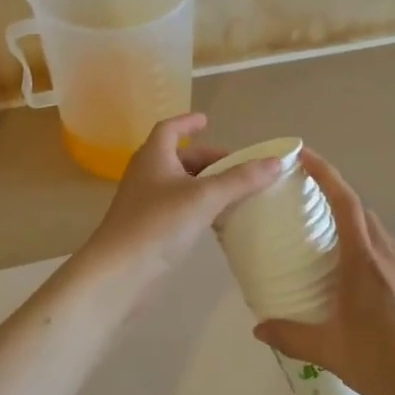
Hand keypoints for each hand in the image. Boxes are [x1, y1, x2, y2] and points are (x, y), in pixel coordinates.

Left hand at [79, 114, 282, 290]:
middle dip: (207, 158)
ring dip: (203, 183)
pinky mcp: (147, 228)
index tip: (207, 121)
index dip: (188, 123)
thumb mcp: (205, 197)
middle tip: (236, 166)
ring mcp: (144, 203)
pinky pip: (177, 206)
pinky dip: (197, 205)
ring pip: (178, 183)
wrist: (119, 273)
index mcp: (154, 156)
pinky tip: (215, 219)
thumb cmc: (159, 224)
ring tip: (232, 190)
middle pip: (178, 157)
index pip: (170, 129)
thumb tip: (275, 162)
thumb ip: (240, 179)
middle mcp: (146, 174)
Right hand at [253, 150, 394, 394]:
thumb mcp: (328, 350)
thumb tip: (258, 329)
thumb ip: (290, 336)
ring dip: (358, 227)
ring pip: (380, 235)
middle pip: (363, 212)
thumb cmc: (379, 359)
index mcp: (362, 259)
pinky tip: (365, 287)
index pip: (345, 202)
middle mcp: (387, 256)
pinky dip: (375, 258)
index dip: (326, 174)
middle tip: (312, 202)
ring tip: (334, 243)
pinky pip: (393, 261)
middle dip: (338, 198)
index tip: (305, 155)